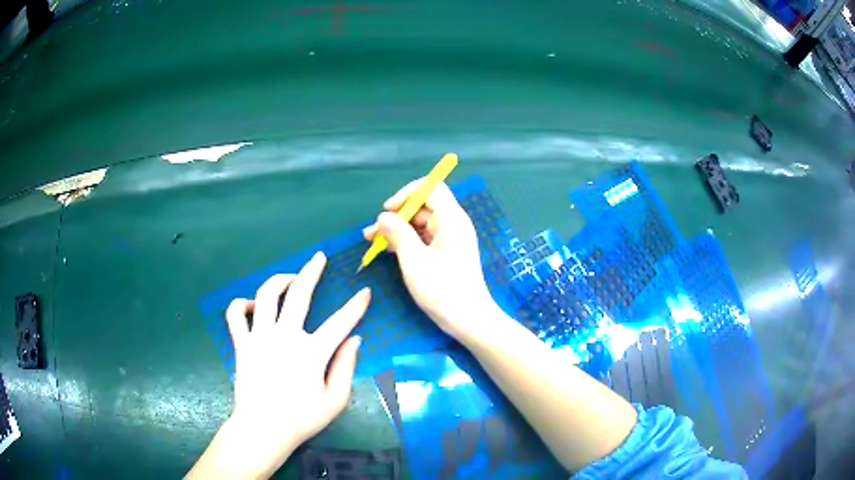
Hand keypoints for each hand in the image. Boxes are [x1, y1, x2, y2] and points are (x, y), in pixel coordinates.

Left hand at [188, 252, 369, 478]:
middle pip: (299, 294)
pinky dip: (240, 304)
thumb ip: (346, 367)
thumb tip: (355, 339)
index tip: (365, 292)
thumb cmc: (301, 418)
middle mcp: (285, 336)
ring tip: (289, 278)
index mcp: (311, 352)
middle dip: (312, 271)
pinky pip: (235, 314)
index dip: (356, 306)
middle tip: (318, 257)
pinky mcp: (241, 343)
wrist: (263, 429)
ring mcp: (260, 337)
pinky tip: (251, 305)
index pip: (340, 322)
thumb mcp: (335, 400)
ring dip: (279, 280)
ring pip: (266, 294)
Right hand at [363, 180, 496, 341]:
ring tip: (372, 241)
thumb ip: (398, 234)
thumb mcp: (414, 261)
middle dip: (395, 216)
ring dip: (396, 229)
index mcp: (451, 219)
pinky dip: (405, 241)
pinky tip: (387, 250)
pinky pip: (423, 238)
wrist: (468, 319)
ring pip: (419, 224)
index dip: (407, 194)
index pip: (431, 188)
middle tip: (371, 232)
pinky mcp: (445, 252)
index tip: (388, 210)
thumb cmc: (443, 290)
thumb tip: (384, 217)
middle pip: (422, 207)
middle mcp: (452, 224)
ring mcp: (449, 239)